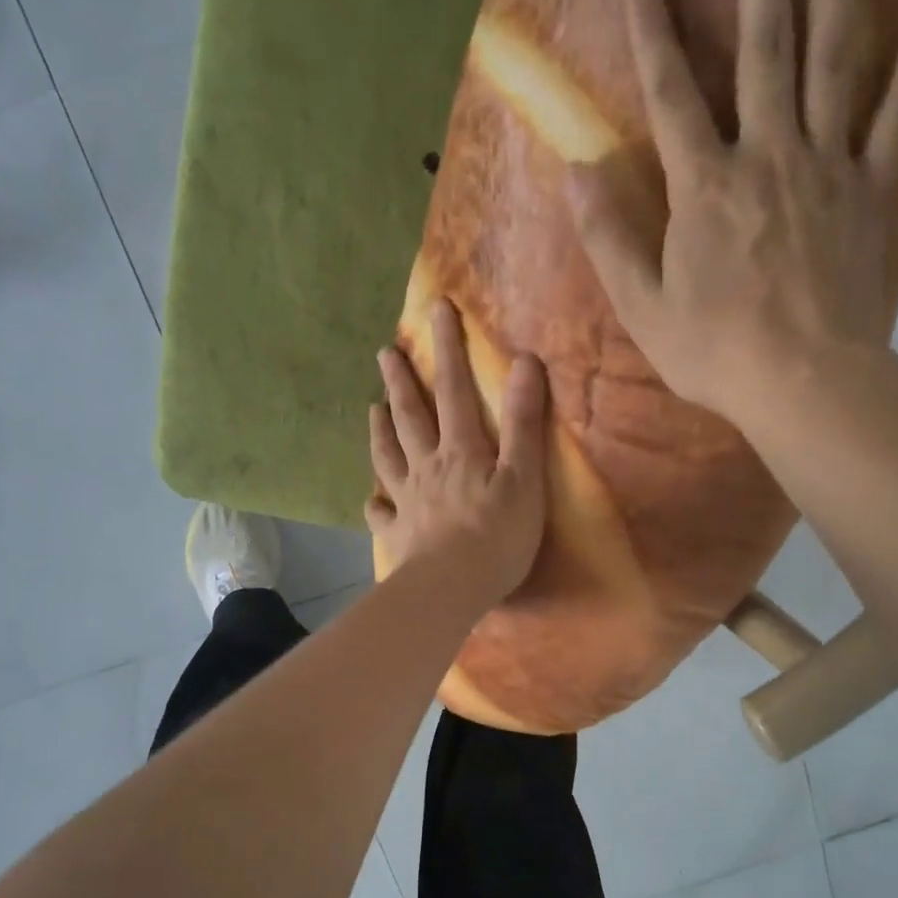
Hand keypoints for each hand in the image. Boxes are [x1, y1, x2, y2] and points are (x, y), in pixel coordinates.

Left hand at [367, 299, 548, 609]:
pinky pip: (381, 514)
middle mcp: (427, 468)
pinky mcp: (397, 535)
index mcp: (460, 451)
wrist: (448, 590)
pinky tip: (372, 499)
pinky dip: (375, 504)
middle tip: (386, 353)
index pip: (456, 390)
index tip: (438, 308)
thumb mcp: (522, 478)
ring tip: (372, 408)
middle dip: (401, 381)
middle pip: (411, 418)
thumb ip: (523, 423)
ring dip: (380, 431)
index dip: (449, 348)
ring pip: (388, 457)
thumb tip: (526, 362)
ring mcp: (407, 501)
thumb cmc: (495, 537)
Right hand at [564, 0, 897, 435]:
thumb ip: (609, 239)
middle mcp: (767, 154)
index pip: (673, 95)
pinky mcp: (874, 187)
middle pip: (766, 47)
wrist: (803, 382)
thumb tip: (576, 173)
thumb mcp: (642, 308)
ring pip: (835, 55)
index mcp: (704, 187)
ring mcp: (828, 164)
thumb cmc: (715, 352)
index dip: (656, 35)